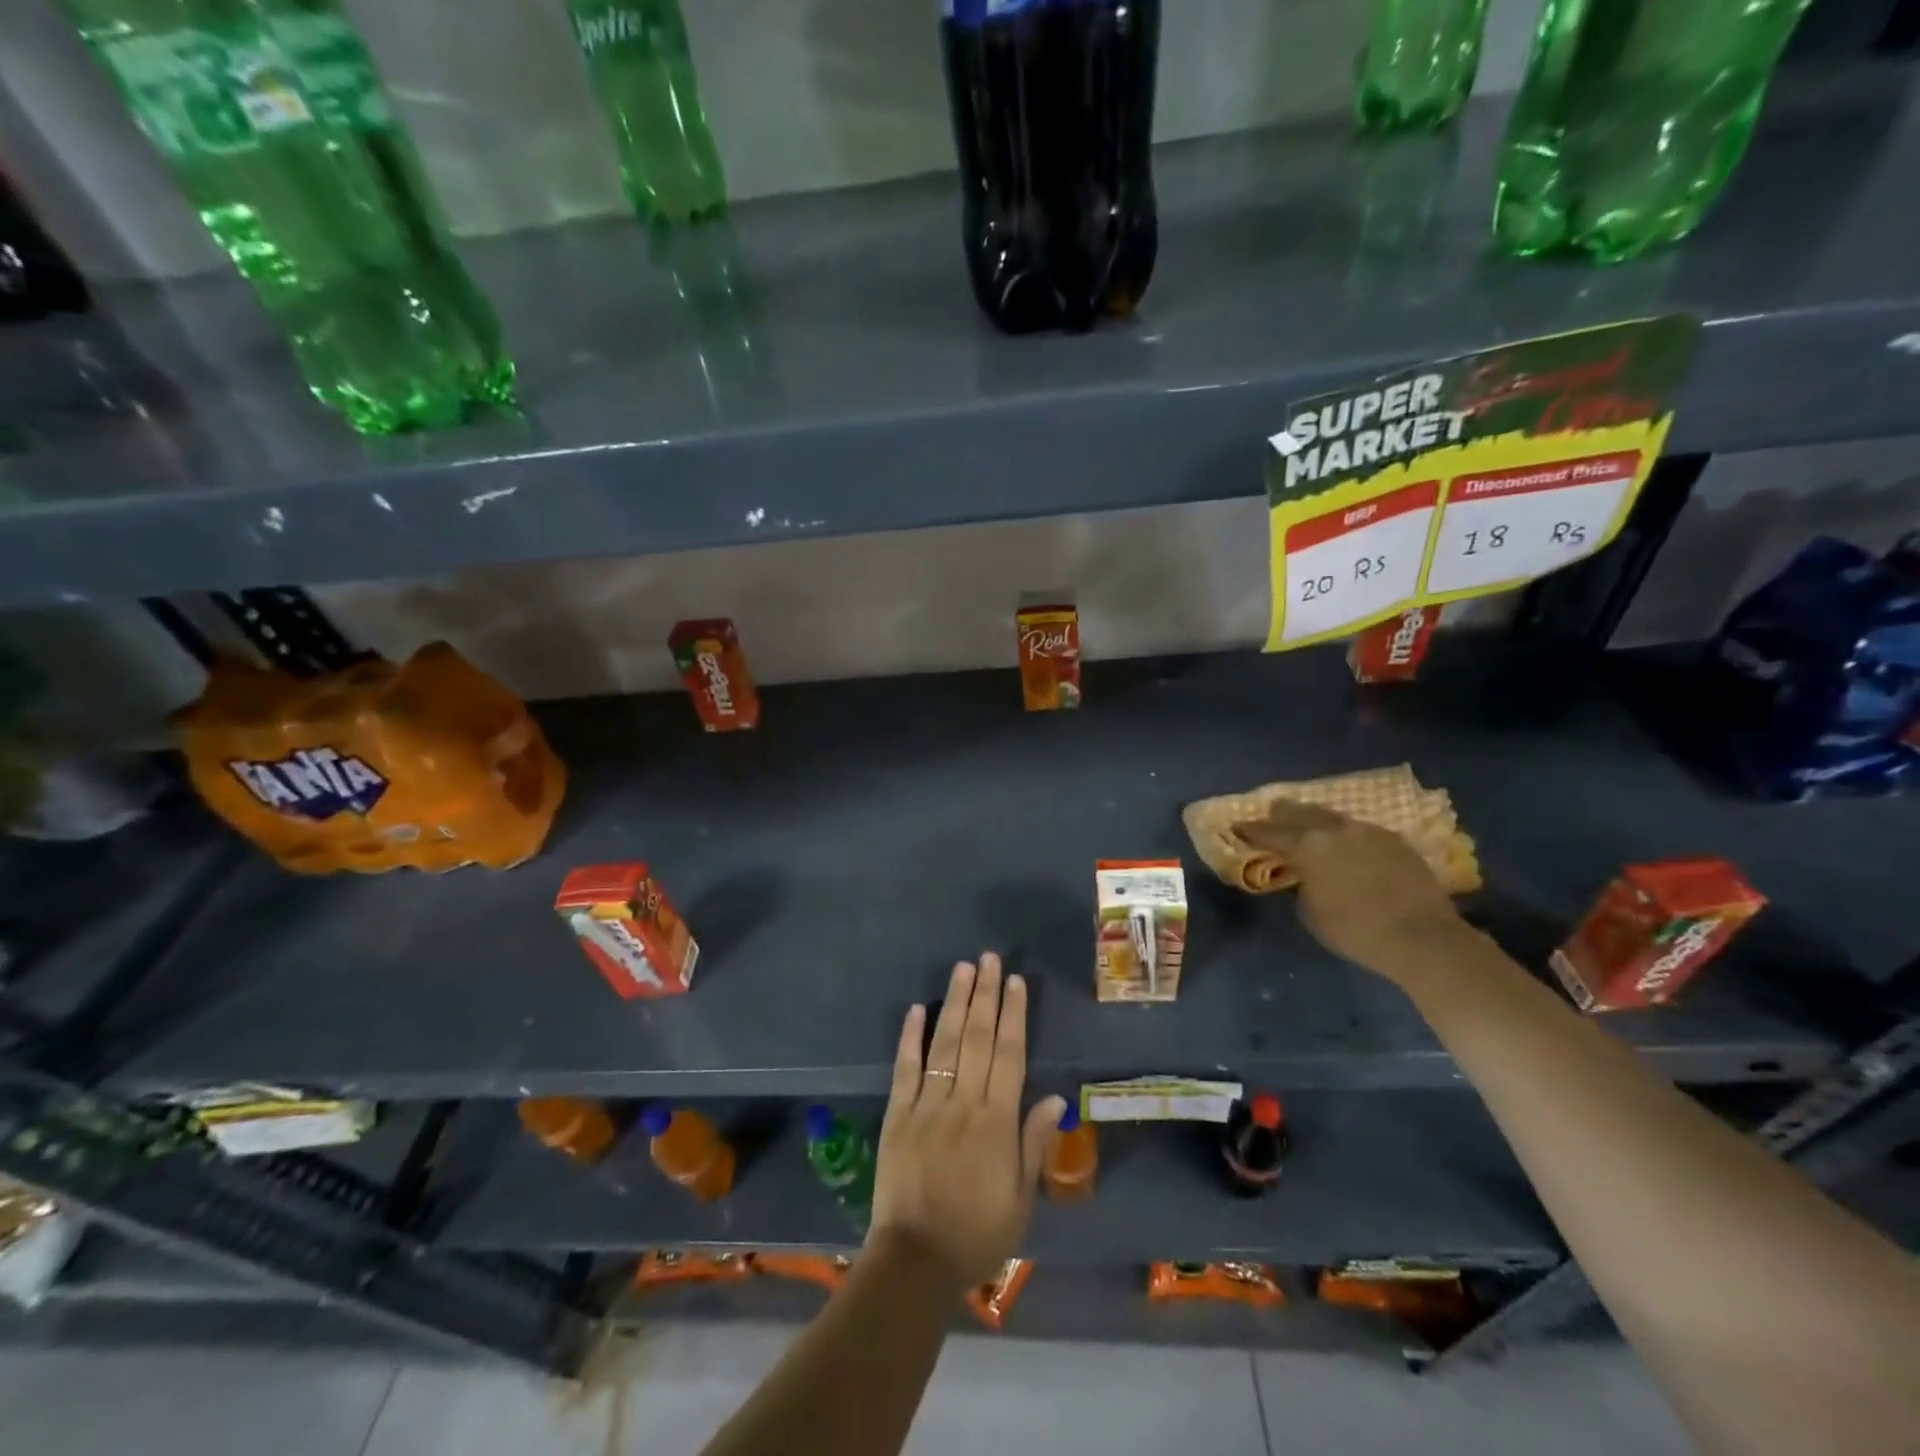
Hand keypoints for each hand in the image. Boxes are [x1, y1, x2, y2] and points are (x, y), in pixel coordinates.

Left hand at [870, 954, 1065, 1288]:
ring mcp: (927, 1105)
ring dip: (955, 1003)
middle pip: (978, 1038)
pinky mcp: (897, 1114)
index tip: (1015, 981)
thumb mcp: (1021, 1199)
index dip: (1014, 1014)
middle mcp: (963, 1103)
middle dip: (985, 994)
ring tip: (963, 969)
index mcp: (996, 1122)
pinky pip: (905, 1069)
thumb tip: (1053, 1098)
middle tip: (989, 957)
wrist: (916, 1261)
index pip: (1009, 1054)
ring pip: (945, 1043)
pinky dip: (910, 1037)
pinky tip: (918, 1008)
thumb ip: (1034, 1144)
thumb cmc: (977, 1233)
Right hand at [1235, 802, 1463, 981]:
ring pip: (1332, 817)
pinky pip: (1359, 830)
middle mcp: (1334, 829)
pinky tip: (1346, 844)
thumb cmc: (1355, 930)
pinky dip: (1345, 835)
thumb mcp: (1310, 912)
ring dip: (1316, 821)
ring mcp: (1367, 831)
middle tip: (1271, 816)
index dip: (1249, 830)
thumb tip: (1308, 875)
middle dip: (1282, 814)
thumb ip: (1302, 885)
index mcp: (1306, 845)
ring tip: (1308, 826)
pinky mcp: (1395, 840)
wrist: (1421, 937)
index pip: (1268, 832)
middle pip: (1300, 811)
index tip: (1236, 826)